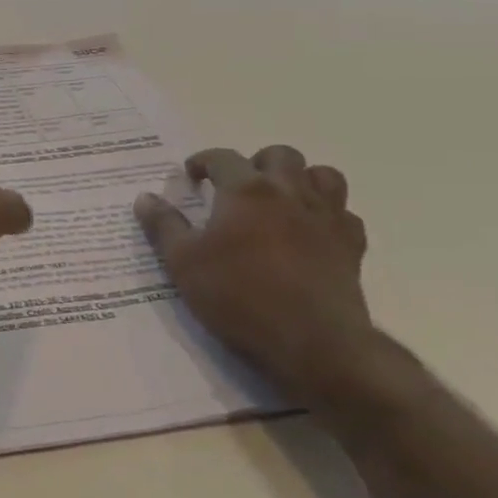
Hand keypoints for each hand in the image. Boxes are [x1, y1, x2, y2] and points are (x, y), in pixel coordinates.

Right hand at [134, 145, 373, 400]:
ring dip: (301, 179)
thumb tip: (145, 197)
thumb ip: (163, 225)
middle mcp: (289, 192)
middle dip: (256, 162)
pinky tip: (311, 232)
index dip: (202, 162)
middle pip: (280, 155)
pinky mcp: (352, 246)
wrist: (314, 342)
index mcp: (246, 190)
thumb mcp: (183, 263)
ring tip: (280, 200)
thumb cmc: (239, 296)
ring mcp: (326, 217)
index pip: (222, 157)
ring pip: (323, 175)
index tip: (191, 177)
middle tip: (237, 187)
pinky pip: (345, 214)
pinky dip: (328, 214)